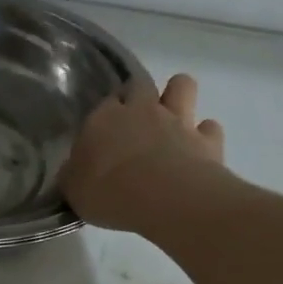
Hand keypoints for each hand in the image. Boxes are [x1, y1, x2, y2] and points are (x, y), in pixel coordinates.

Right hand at [60, 72, 226, 232]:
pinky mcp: (207, 140)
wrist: (166, 199)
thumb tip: (72, 171)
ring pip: (182, 85)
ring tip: (172, 120)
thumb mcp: (74, 190)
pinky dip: (206, 135)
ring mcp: (178, 120)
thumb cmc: (110, 192)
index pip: (104, 102)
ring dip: (178, 96)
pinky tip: (199, 151)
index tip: (104, 133)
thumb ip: (73, 175)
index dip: (106, 114)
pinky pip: (210, 127)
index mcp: (104, 118)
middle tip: (136, 121)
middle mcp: (142, 110)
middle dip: (139, 96)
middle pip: (140, 84)